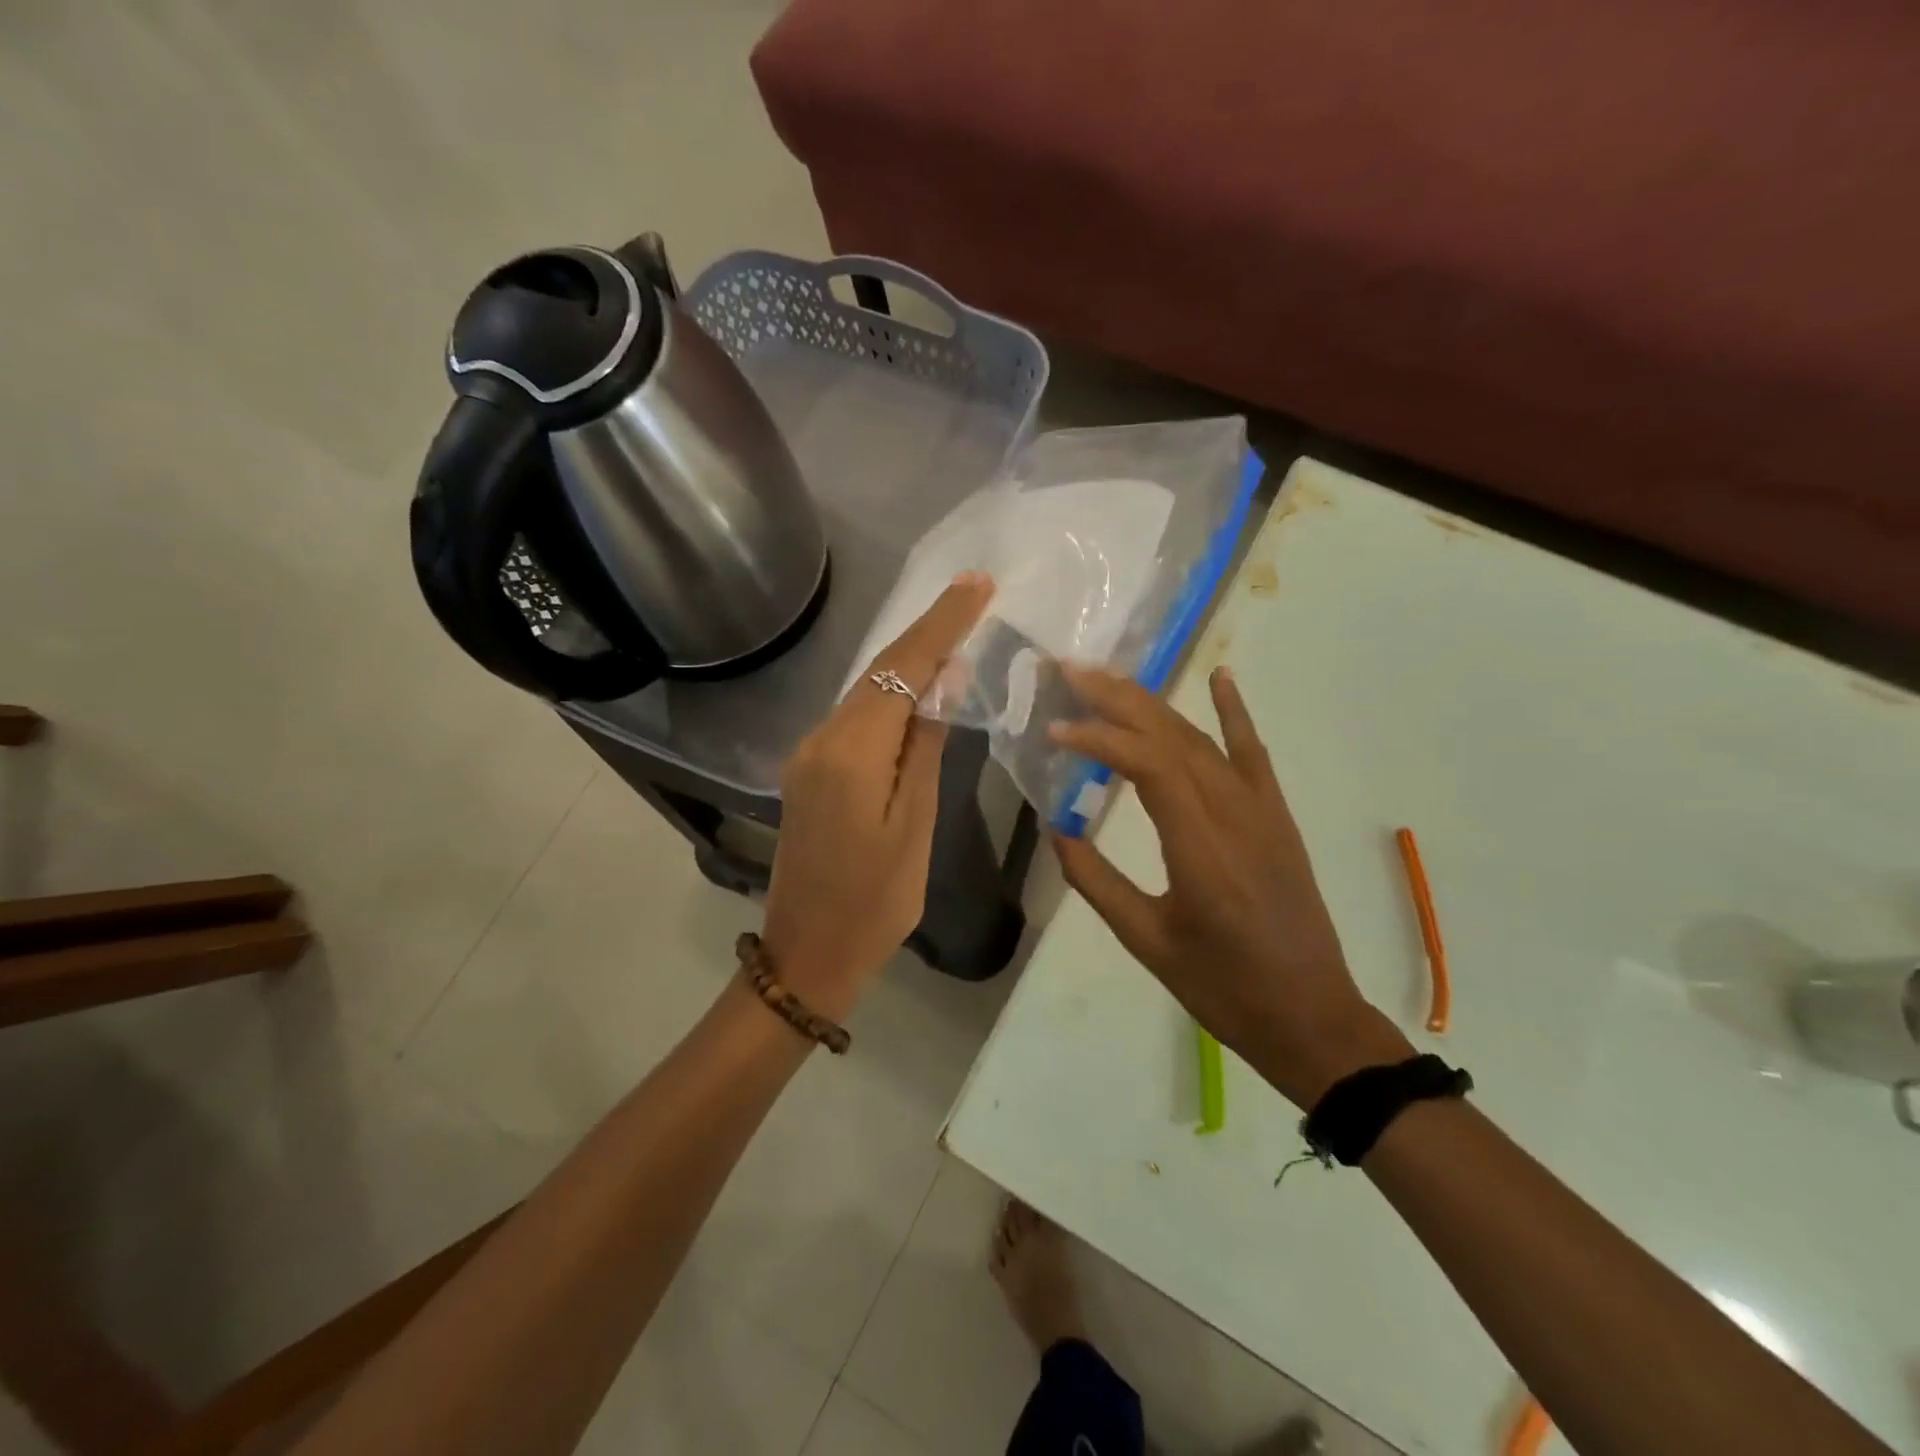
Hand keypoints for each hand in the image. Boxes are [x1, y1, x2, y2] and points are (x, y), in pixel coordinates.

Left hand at [760, 574, 994, 1014]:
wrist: (808, 952)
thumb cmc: (875, 900)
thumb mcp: (914, 824)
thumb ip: (926, 746)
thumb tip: (945, 681)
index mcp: (851, 752)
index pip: (901, 669)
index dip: (940, 623)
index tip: (977, 584)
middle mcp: (821, 739)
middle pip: (880, 671)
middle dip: (927, 629)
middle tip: (973, 592)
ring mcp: (809, 754)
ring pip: (867, 691)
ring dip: (909, 659)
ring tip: (956, 627)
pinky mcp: (809, 770)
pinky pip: (856, 718)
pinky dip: (890, 695)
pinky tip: (919, 687)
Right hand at [1050, 665, 1410, 1106]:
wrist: (1311, 1015)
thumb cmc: (1223, 987)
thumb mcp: (1147, 942)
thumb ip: (1097, 882)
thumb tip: (1057, 829)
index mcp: (1200, 846)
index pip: (1147, 765)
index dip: (1098, 739)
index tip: (1054, 730)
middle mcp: (1233, 813)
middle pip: (1172, 736)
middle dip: (1117, 698)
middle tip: (1069, 671)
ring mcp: (1261, 810)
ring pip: (1202, 739)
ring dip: (1153, 703)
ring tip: (1108, 678)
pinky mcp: (1277, 816)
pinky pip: (1253, 753)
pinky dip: (1235, 712)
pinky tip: (1219, 677)